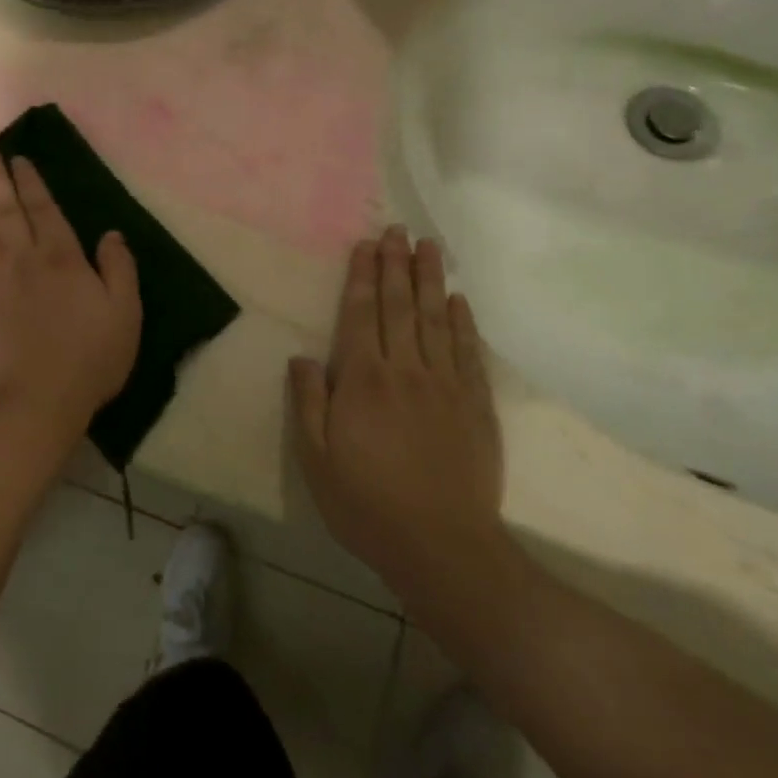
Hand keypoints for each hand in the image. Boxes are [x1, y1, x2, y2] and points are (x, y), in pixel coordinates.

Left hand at [0, 148, 141, 441]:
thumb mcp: (125, 313)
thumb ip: (119, 268)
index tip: (18, 158)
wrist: (36, 401)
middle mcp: (22, 259)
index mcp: (61, 258)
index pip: (43, 208)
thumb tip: (111, 233)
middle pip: (5, 210)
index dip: (30, 181)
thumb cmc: (89, 358)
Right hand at [290, 226, 506, 595]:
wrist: (443, 547)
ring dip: (431, 280)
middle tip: (397, 229)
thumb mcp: (316, 459)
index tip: (366, 245)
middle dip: (396, 265)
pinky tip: (459, 301)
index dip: (363, 277)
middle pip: (400, 306)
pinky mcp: (475, 405)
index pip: (361, 315)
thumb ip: (308, 402)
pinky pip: (468, 353)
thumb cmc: (367, 504)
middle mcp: (405, 370)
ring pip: (435, 319)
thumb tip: (302, 357)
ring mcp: (445, 385)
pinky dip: (463, 323)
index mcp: (363, 380)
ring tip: (429, 247)